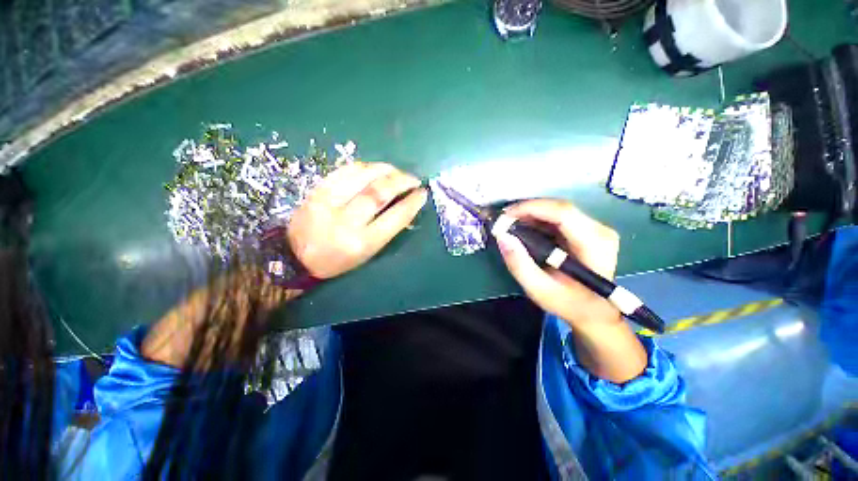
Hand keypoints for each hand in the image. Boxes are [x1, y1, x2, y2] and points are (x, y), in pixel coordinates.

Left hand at [289, 162, 427, 278]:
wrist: (295, 256)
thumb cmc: (338, 260)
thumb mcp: (367, 253)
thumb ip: (387, 229)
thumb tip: (406, 205)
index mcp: (363, 242)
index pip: (396, 217)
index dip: (413, 202)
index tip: (422, 193)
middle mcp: (346, 221)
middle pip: (379, 192)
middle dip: (402, 181)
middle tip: (413, 179)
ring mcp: (329, 203)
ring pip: (363, 176)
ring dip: (385, 169)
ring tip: (396, 171)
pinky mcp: (317, 190)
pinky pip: (345, 170)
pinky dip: (365, 166)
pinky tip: (374, 168)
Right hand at [496, 199, 646, 382]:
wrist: (595, 312)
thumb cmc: (568, 303)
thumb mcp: (539, 289)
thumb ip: (519, 263)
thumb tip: (502, 236)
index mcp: (594, 244)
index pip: (562, 213)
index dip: (531, 208)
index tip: (505, 215)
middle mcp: (599, 230)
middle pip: (559, 208)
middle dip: (527, 210)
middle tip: (503, 220)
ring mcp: (596, 228)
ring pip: (557, 210)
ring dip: (531, 214)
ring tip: (510, 224)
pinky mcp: (588, 230)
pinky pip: (559, 217)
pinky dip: (538, 219)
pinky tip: (524, 228)